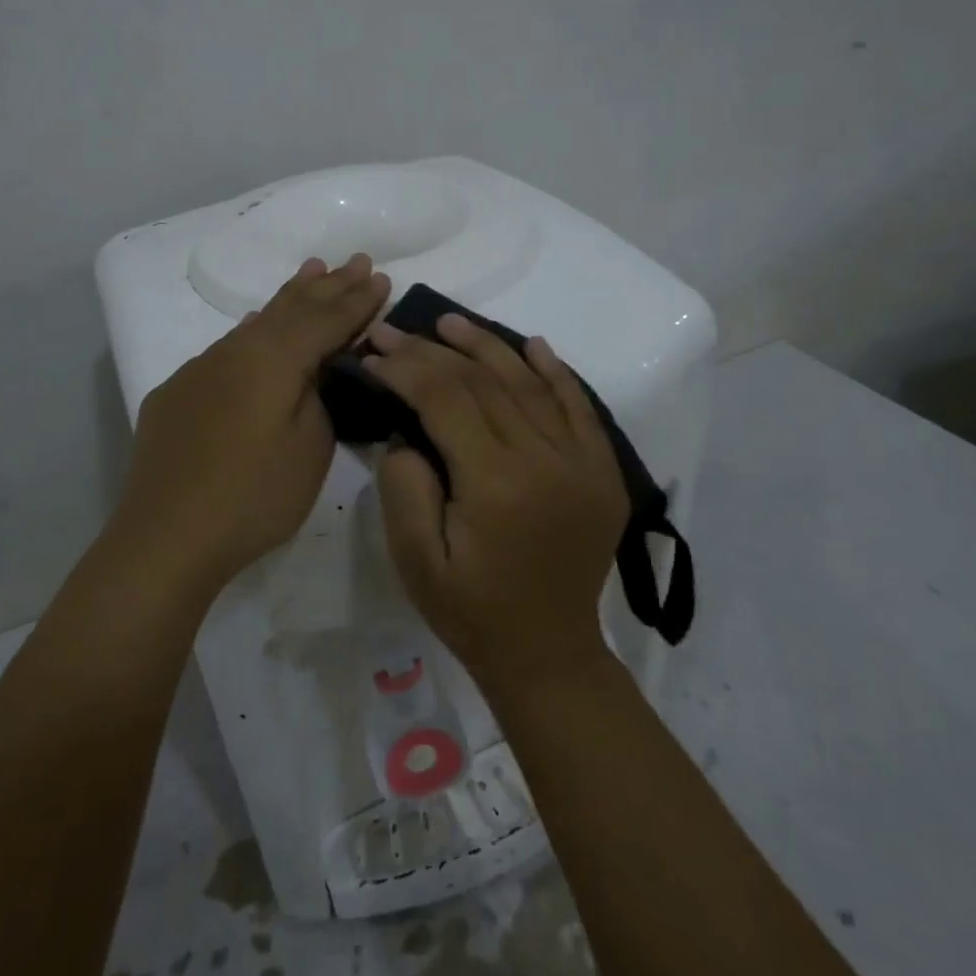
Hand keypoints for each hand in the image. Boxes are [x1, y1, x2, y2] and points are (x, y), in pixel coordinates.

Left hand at [113, 254, 390, 592]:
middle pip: (291, 309)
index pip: (325, 320)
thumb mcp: (310, 449)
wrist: (165, 537)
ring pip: (256, 322)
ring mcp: (200, 369)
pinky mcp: (178, 393)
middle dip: (328, 285)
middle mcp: (235, 351)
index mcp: (273, 360)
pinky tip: (258, 323)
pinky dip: (255, 328)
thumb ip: (320, 397)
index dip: (357, 301)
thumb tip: (316, 371)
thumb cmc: (252, 497)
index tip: (381, 277)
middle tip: (356, 260)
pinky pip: (228, 346)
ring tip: (313, 270)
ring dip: (290, 297)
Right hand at [366, 314, 628, 692]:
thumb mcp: (415, 560)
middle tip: (393, 331)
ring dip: (486, 346)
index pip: (445, 399)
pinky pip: (579, 405)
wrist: (548, 653)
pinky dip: (553, 371)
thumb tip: (407, 431)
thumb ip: (404, 486)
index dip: (405, 369)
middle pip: (483, 383)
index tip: (373, 353)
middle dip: (431, 352)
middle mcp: (546, 460)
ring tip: (448, 323)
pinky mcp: (602, 469)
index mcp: (497, 483)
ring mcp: (582, 461)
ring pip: (529, 383)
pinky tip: (531, 344)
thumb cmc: (472, 611)